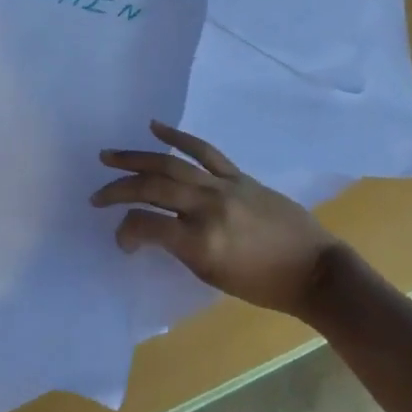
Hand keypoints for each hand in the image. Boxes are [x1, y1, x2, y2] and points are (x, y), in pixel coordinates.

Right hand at [92, 121, 343, 316]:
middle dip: (120, 189)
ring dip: (137, 158)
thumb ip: (180, 248)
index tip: (120, 240)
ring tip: (110, 155)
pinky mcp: (238, 175)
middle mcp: (208, 208)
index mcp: (201, 242)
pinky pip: (204, 151)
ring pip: (171, 164)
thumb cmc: (264, 286)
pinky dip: (178, 136)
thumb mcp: (213, 276)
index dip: (125, 231)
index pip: (147, 226)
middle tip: (97, 194)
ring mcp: (224, 186)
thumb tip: (152, 229)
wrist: (315, 269)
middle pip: (153, 189)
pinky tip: (155, 126)